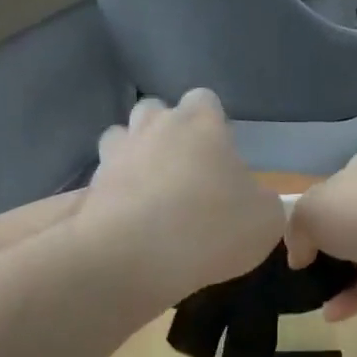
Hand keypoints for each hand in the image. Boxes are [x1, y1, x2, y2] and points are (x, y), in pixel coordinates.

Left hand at [81, 91, 285, 302]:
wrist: (137, 256)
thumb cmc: (213, 228)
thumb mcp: (266, 220)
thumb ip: (263, 201)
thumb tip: (252, 199)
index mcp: (200, 124)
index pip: (204, 100)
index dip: (212, 123)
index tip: (220, 154)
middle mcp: (154, 127)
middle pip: (156, 111)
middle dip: (166, 133)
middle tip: (184, 171)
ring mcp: (116, 155)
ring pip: (121, 139)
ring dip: (134, 157)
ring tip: (150, 193)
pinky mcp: (90, 188)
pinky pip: (103, 181)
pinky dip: (113, 194)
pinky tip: (129, 221)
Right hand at [286, 151, 356, 320]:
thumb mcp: (312, 212)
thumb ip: (298, 230)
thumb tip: (298, 255)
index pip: (335, 189)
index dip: (314, 216)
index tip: (298, 245)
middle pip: (355, 220)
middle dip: (332, 246)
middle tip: (308, 272)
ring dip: (343, 276)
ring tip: (316, 298)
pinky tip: (333, 315)